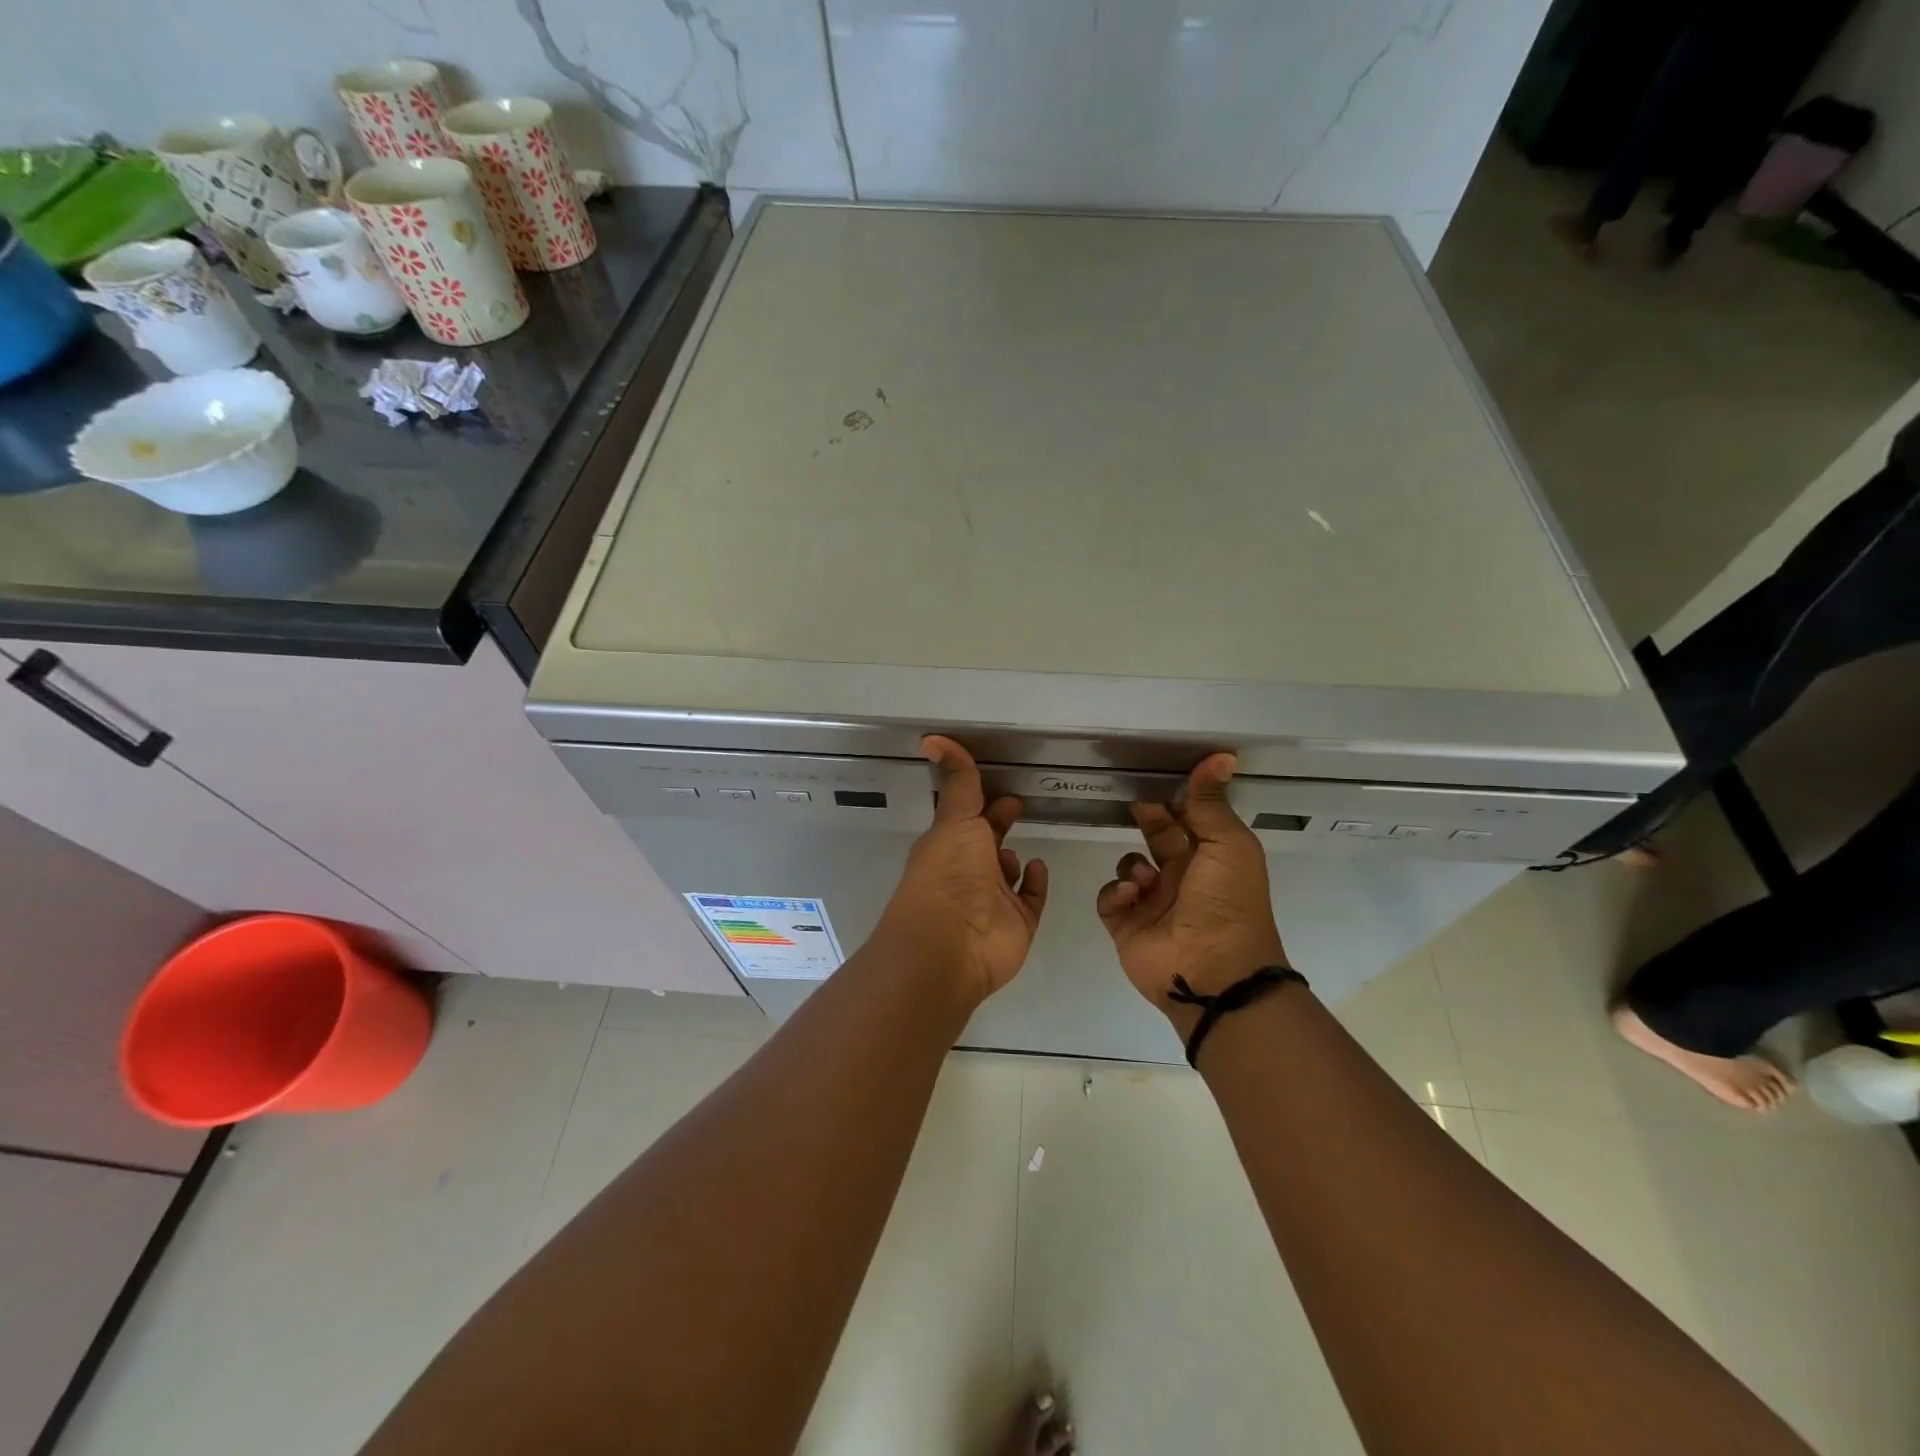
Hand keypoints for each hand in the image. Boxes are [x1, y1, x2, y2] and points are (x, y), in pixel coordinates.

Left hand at [871, 736, 1048, 1007]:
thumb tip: (932, 738)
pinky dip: (1035, 884)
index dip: (982, 801)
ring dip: (1013, 860)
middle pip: (986, 843)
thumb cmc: (949, 875)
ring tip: (1025, 846)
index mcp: (949, 845)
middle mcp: (968, 871)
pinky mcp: (1017, 923)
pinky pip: (1030, 899)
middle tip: (1020, 805)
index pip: (967, 817)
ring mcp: (993, 900)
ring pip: (1007, 874)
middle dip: (999, 825)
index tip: (1003, 786)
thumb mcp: (955, 819)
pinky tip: (1037, 868)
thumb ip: (958, 781)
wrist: (952, 945)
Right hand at [1096, 753, 1289, 1028]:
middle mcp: (1181, 877)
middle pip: (1156, 836)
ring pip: (1128, 865)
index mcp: (1210, 858)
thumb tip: (1221, 756)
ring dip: (1132, 865)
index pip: (1188, 819)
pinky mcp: (1126, 925)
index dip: (1173, 798)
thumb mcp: (1228, 845)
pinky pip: (1109, 897)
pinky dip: (1115, 893)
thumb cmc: (1227, 903)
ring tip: (1143, 881)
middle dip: (1145, 819)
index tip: (1153, 776)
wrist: (1213, 972)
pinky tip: (1130, 898)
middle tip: (1134, 804)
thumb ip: (1211, 803)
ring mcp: (1151, 903)